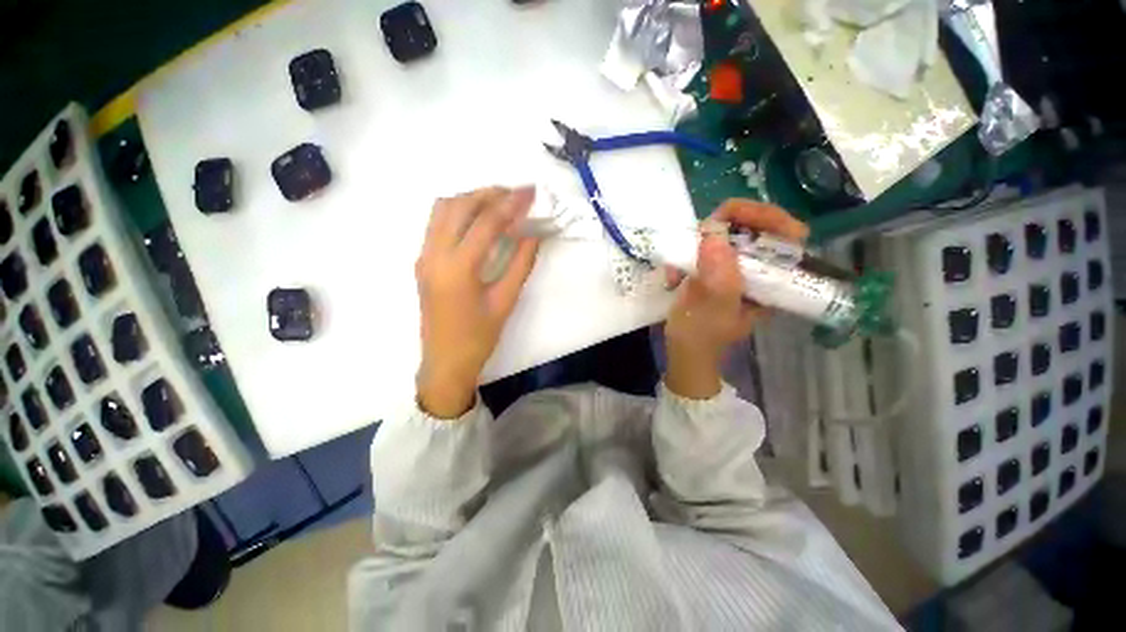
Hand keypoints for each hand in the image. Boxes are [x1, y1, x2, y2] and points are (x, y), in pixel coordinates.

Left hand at [415, 187, 540, 417]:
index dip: (511, 203)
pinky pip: (437, 223)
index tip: (531, 192)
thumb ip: (521, 264)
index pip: (486, 222)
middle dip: (489, 193)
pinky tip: (479, 220)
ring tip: (499, 202)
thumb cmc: (478, 337)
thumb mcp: (505, 302)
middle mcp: (434, 254)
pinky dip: (459, 212)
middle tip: (516, 194)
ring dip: (471, 199)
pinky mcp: (423, 261)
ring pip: (442, 209)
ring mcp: (424, 256)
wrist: (445, 362)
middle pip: (459, 205)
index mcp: (457, 268)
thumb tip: (534, 234)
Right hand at [664, 200, 807, 398]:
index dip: (764, 217)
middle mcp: (759, 268)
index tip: (732, 216)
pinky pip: (703, 247)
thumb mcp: (714, 310)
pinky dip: (685, 256)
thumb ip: (719, 279)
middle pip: (753, 226)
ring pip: (724, 234)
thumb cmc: (703, 336)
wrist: (685, 350)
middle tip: (695, 241)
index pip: (786, 233)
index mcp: (774, 278)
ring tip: (677, 271)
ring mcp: (735, 266)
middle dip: (720, 230)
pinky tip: (673, 278)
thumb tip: (714, 237)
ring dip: (696, 246)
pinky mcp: (714, 267)